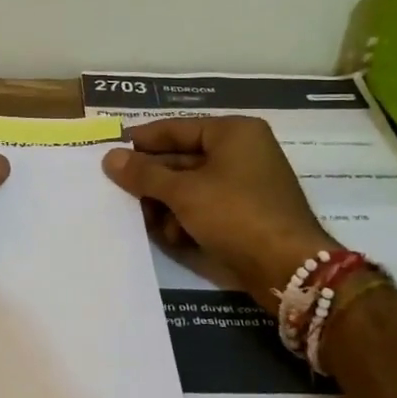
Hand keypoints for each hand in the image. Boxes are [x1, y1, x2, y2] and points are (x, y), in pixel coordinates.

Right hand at [102, 116, 332, 307]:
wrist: (288, 269)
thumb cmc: (235, 215)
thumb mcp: (183, 192)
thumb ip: (144, 174)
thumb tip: (110, 157)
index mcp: (232, 133)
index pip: (175, 128)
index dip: (141, 141)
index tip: (108, 153)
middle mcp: (241, 152)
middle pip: (181, 159)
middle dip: (152, 181)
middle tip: (118, 193)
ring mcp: (246, 184)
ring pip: (190, 187)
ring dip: (166, 205)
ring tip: (149, 222)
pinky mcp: (246, 214)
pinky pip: (205, 207)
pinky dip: (186, 220)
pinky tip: (173, 237)